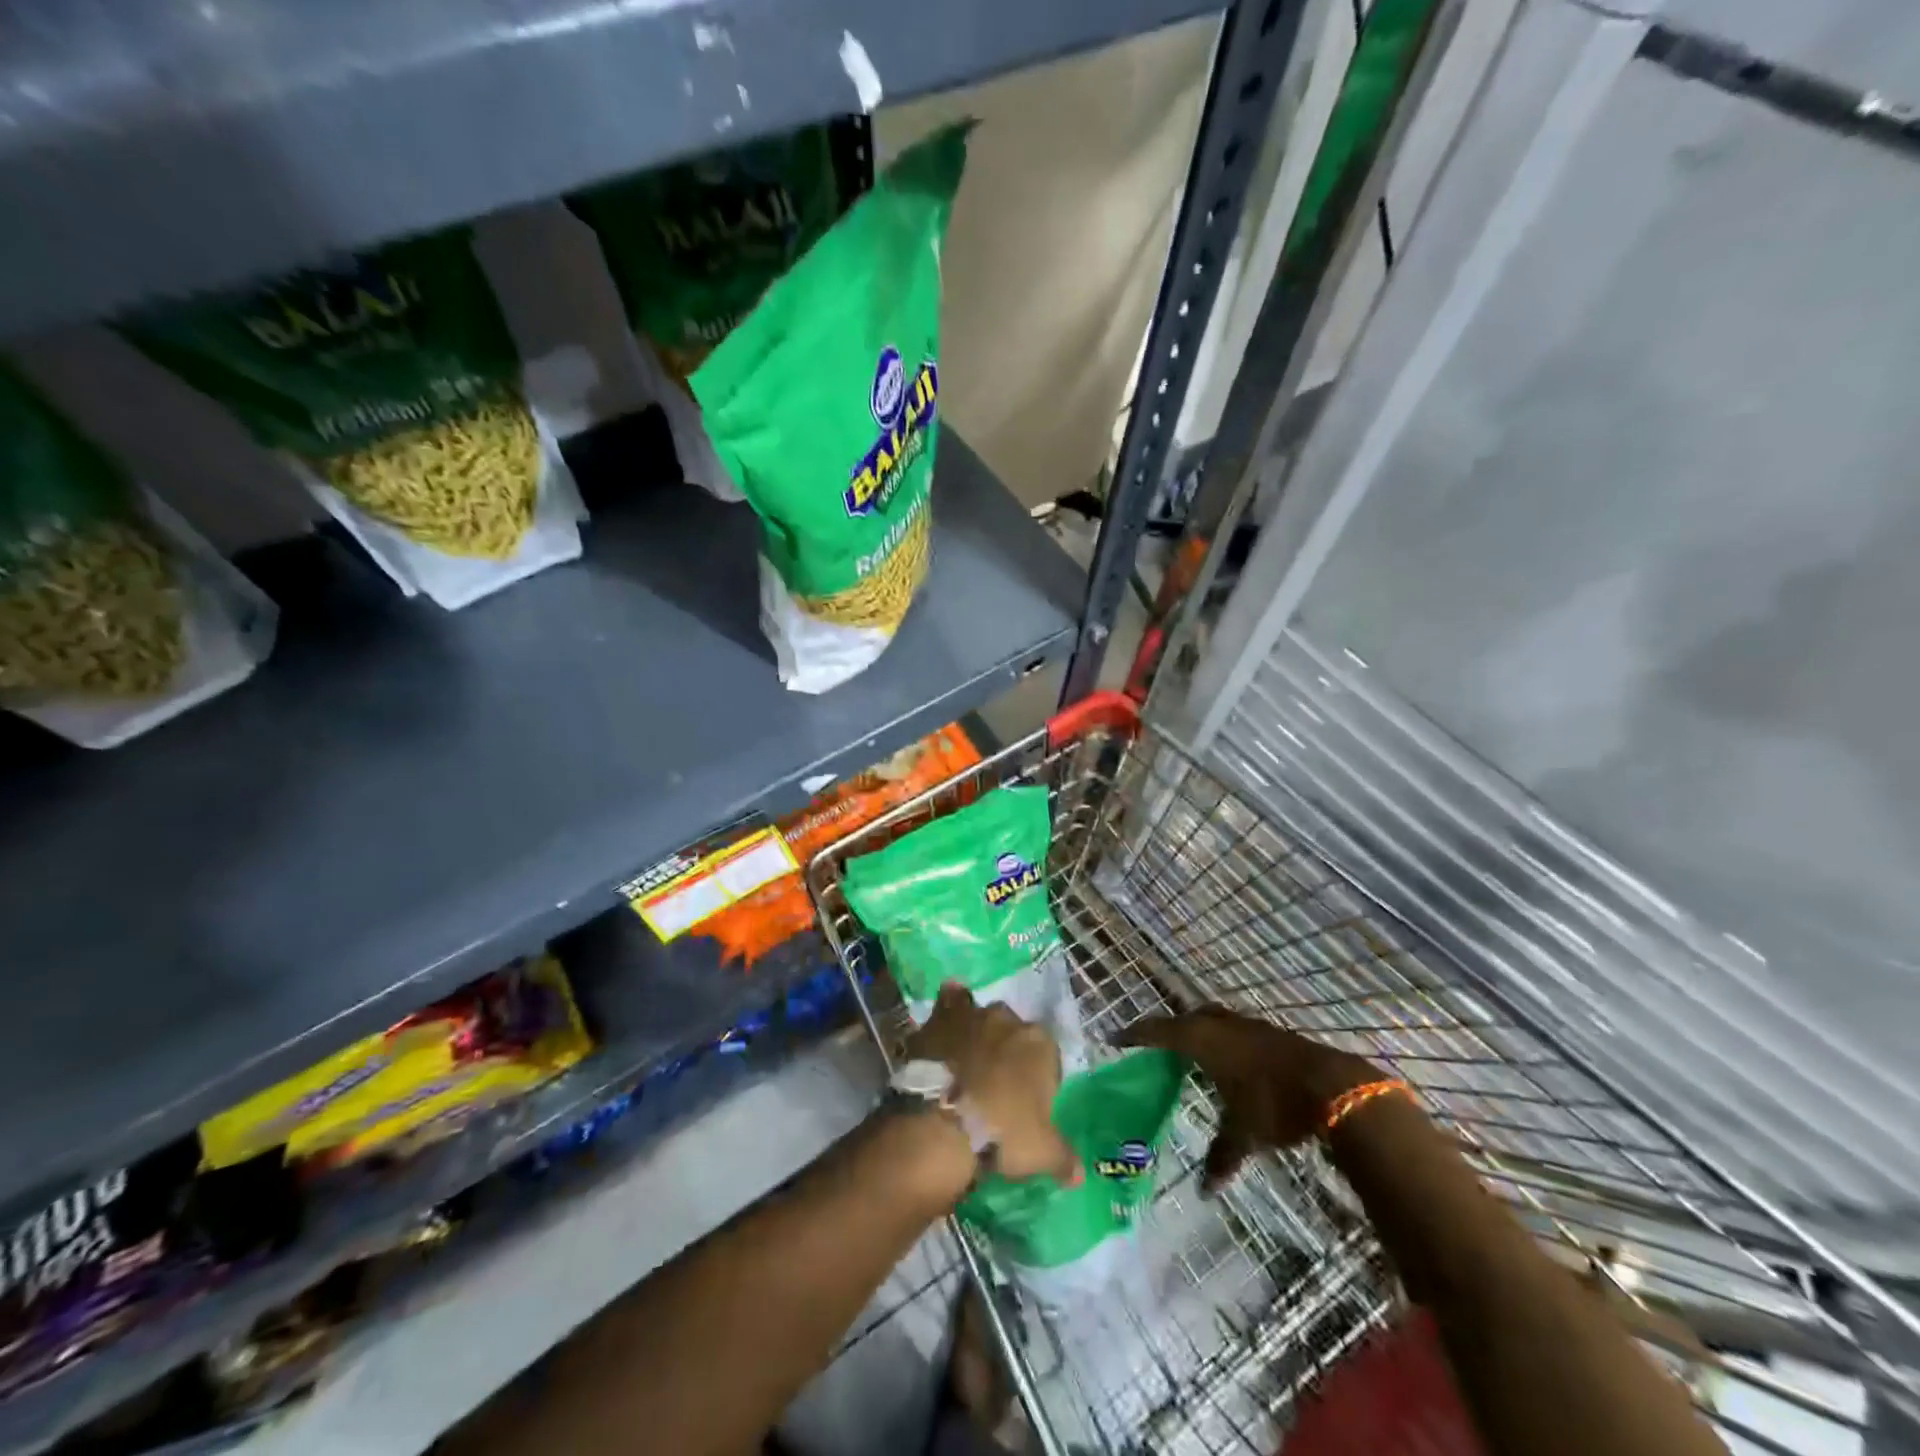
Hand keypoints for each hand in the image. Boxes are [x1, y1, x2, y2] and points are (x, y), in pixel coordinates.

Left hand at [909, 985, 1080, 1185]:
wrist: (943, 1123)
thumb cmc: (1002, 1133)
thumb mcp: (1042, 1154)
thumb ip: (1064, 1158)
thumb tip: (1078, 1174)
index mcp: (1040, 1044)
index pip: (1047, 1056)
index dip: (1038, 1079)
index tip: (1027, 1105)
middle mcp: (1008, 1019)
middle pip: (1013, 1033)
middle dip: (1007, 1053)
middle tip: (995, 1087)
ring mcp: (972, 1015)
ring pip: (981, 1015)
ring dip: (978, 1032)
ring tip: (968, 1062)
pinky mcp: (940, 1018)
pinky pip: (949, 1002)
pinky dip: (950, 1008)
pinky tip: (946, 1023)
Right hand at [1117, 1007, 1375, 1190]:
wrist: (1334, 1087)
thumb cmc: (1274, 1104)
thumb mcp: (1243, 1134)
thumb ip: (1222, 1156)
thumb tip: (1205, 1191)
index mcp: (1203, 1040)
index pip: (1159, 1031)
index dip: (1136, 1034)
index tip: (1116, 1037)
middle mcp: (1222, 1026)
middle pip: (1187, 1019)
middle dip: (1171, 1029)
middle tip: (1157, 1045)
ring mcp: (1250, 1026)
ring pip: (1215, 1021)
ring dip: (1201, 1032)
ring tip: (1192, 1052)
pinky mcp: (1273, 1034)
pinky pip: (1236, 1030)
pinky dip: (1225, 1041)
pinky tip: (1231, 1061)